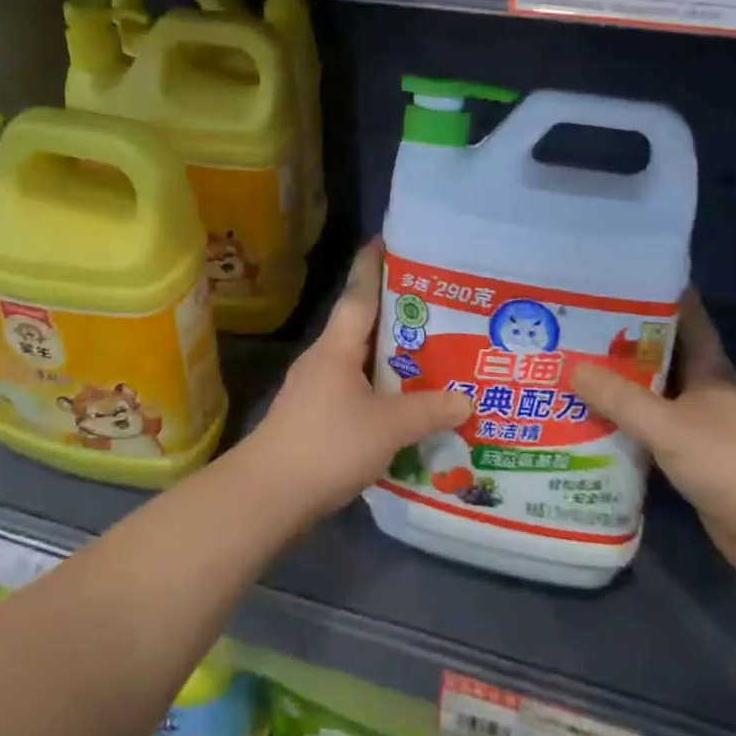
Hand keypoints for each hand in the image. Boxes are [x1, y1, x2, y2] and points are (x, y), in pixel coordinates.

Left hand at [243, 240, 470, 520]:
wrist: (267, 496)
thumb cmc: (327, 445)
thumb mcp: (387, 427)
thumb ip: (429, 411)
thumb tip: (468, 400)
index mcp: (337, 345)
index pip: (359, 292)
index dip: (374, 264)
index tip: (390, 239)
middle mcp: (324, 359)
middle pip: (363, 324)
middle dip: (398, 314)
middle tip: (439, 305)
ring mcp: (316, 389)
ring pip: (361, 361)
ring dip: (392, 357)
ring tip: (433, 354)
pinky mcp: (315, 418)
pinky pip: (356, 391)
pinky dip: (382, 391)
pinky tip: (405, 405)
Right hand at [573, 293, 735, 591]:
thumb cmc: (732, 464)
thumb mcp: (668, 425)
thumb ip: (620, 398)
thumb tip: (572, 368)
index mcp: (710, 369)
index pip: (685, 317)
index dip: (654, 296)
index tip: (614, 282)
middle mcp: (705, 392)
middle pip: (659, 358)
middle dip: (620, 344)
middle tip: (572, 329)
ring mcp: (701, 429)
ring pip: (652, 399)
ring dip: (618, 390)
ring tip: (569, 372)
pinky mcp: (693, 463)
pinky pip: (651, 436)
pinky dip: (624, 430)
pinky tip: (588, 426)